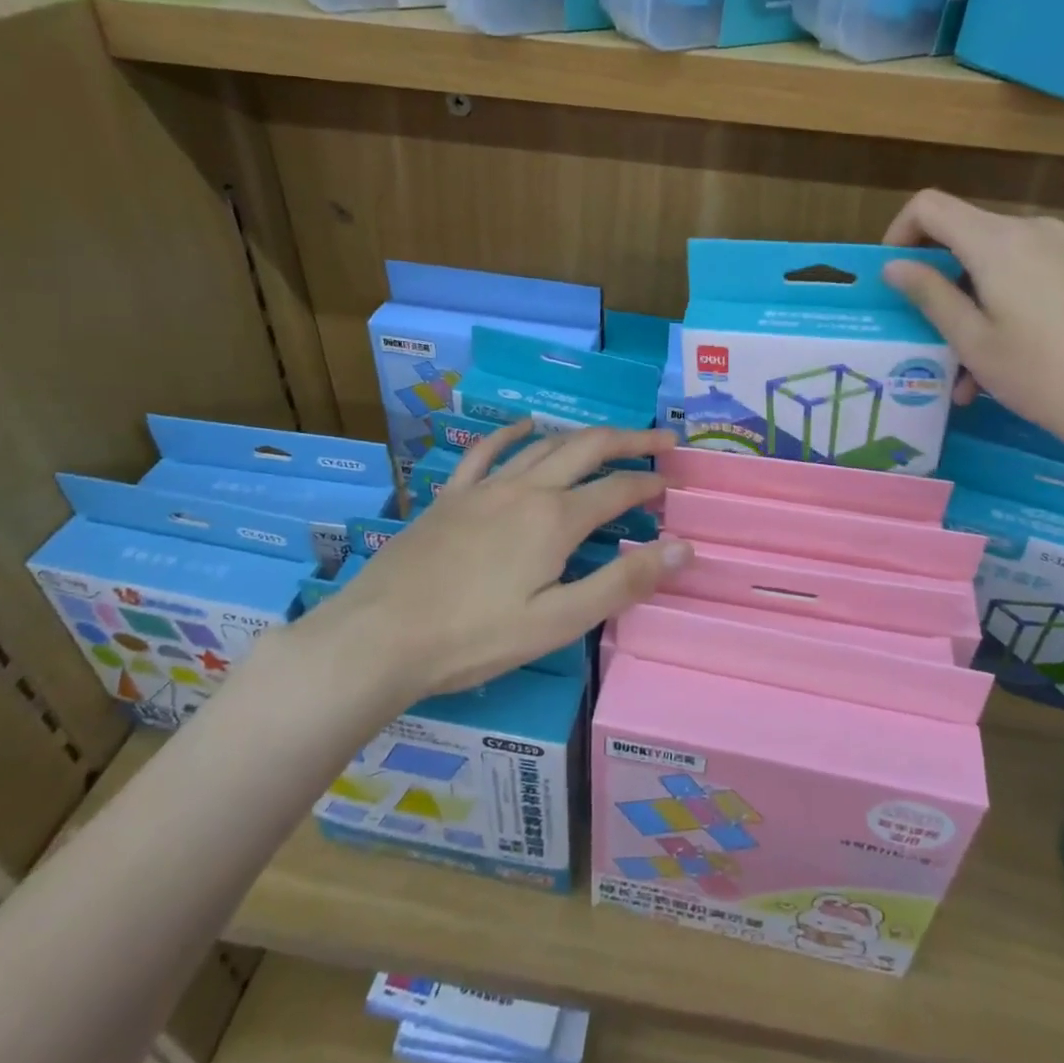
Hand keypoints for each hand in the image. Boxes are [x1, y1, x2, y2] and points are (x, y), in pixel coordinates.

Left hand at [298, 421, 689, 701]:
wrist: (379, 637)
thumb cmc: (473, 638)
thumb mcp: (558, 622)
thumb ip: (623, 582)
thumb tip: (684, 548)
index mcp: (556, 520)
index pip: (618, 490)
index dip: (649, 484)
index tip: (672, 485)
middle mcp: (526, 489)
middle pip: (588, 449)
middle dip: (630, 440)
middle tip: (662, 439)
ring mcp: (485, 488)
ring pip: (545, 445)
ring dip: (584, 436)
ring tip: (609, 436)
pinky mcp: (452, 496)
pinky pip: (486, 451)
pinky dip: (511, 433)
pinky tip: (525, 424)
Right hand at [882, 190, 1063, 463]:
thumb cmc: (1040, 373)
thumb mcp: (971, 339)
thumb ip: (929, 294)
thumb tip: (894, 266)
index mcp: (997, 240)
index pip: (929, 206)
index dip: (899, 234)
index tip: (892, 278)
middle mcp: (1030, 230)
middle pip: (960, 234)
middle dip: (934, 280)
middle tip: (921, 333)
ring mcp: (1060, 249)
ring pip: (989, 263)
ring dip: (965, 307)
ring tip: (959, 372)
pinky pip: (1019, 277)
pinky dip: (995, 309)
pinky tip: (993, 364)